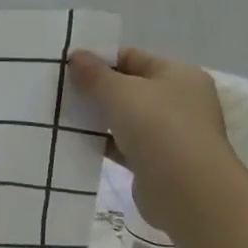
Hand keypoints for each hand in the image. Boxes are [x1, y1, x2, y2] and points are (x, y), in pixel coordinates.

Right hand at [68, 47, 237, 229]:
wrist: (188, 191)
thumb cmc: (158, 127)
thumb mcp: (120, 92)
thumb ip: (95, 74)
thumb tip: (76, 56)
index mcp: (179, 75)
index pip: (133, 57)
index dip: (100, 59)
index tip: (67, 66)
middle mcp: (179, 101)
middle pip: (129, 87)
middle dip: (95, 88)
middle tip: (59, 89)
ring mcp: (170, 134)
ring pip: (124, 118)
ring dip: (97, 117)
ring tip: (61, 114)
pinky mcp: (156, 162)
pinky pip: (123, 145)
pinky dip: (102, 142)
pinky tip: (75, 141)